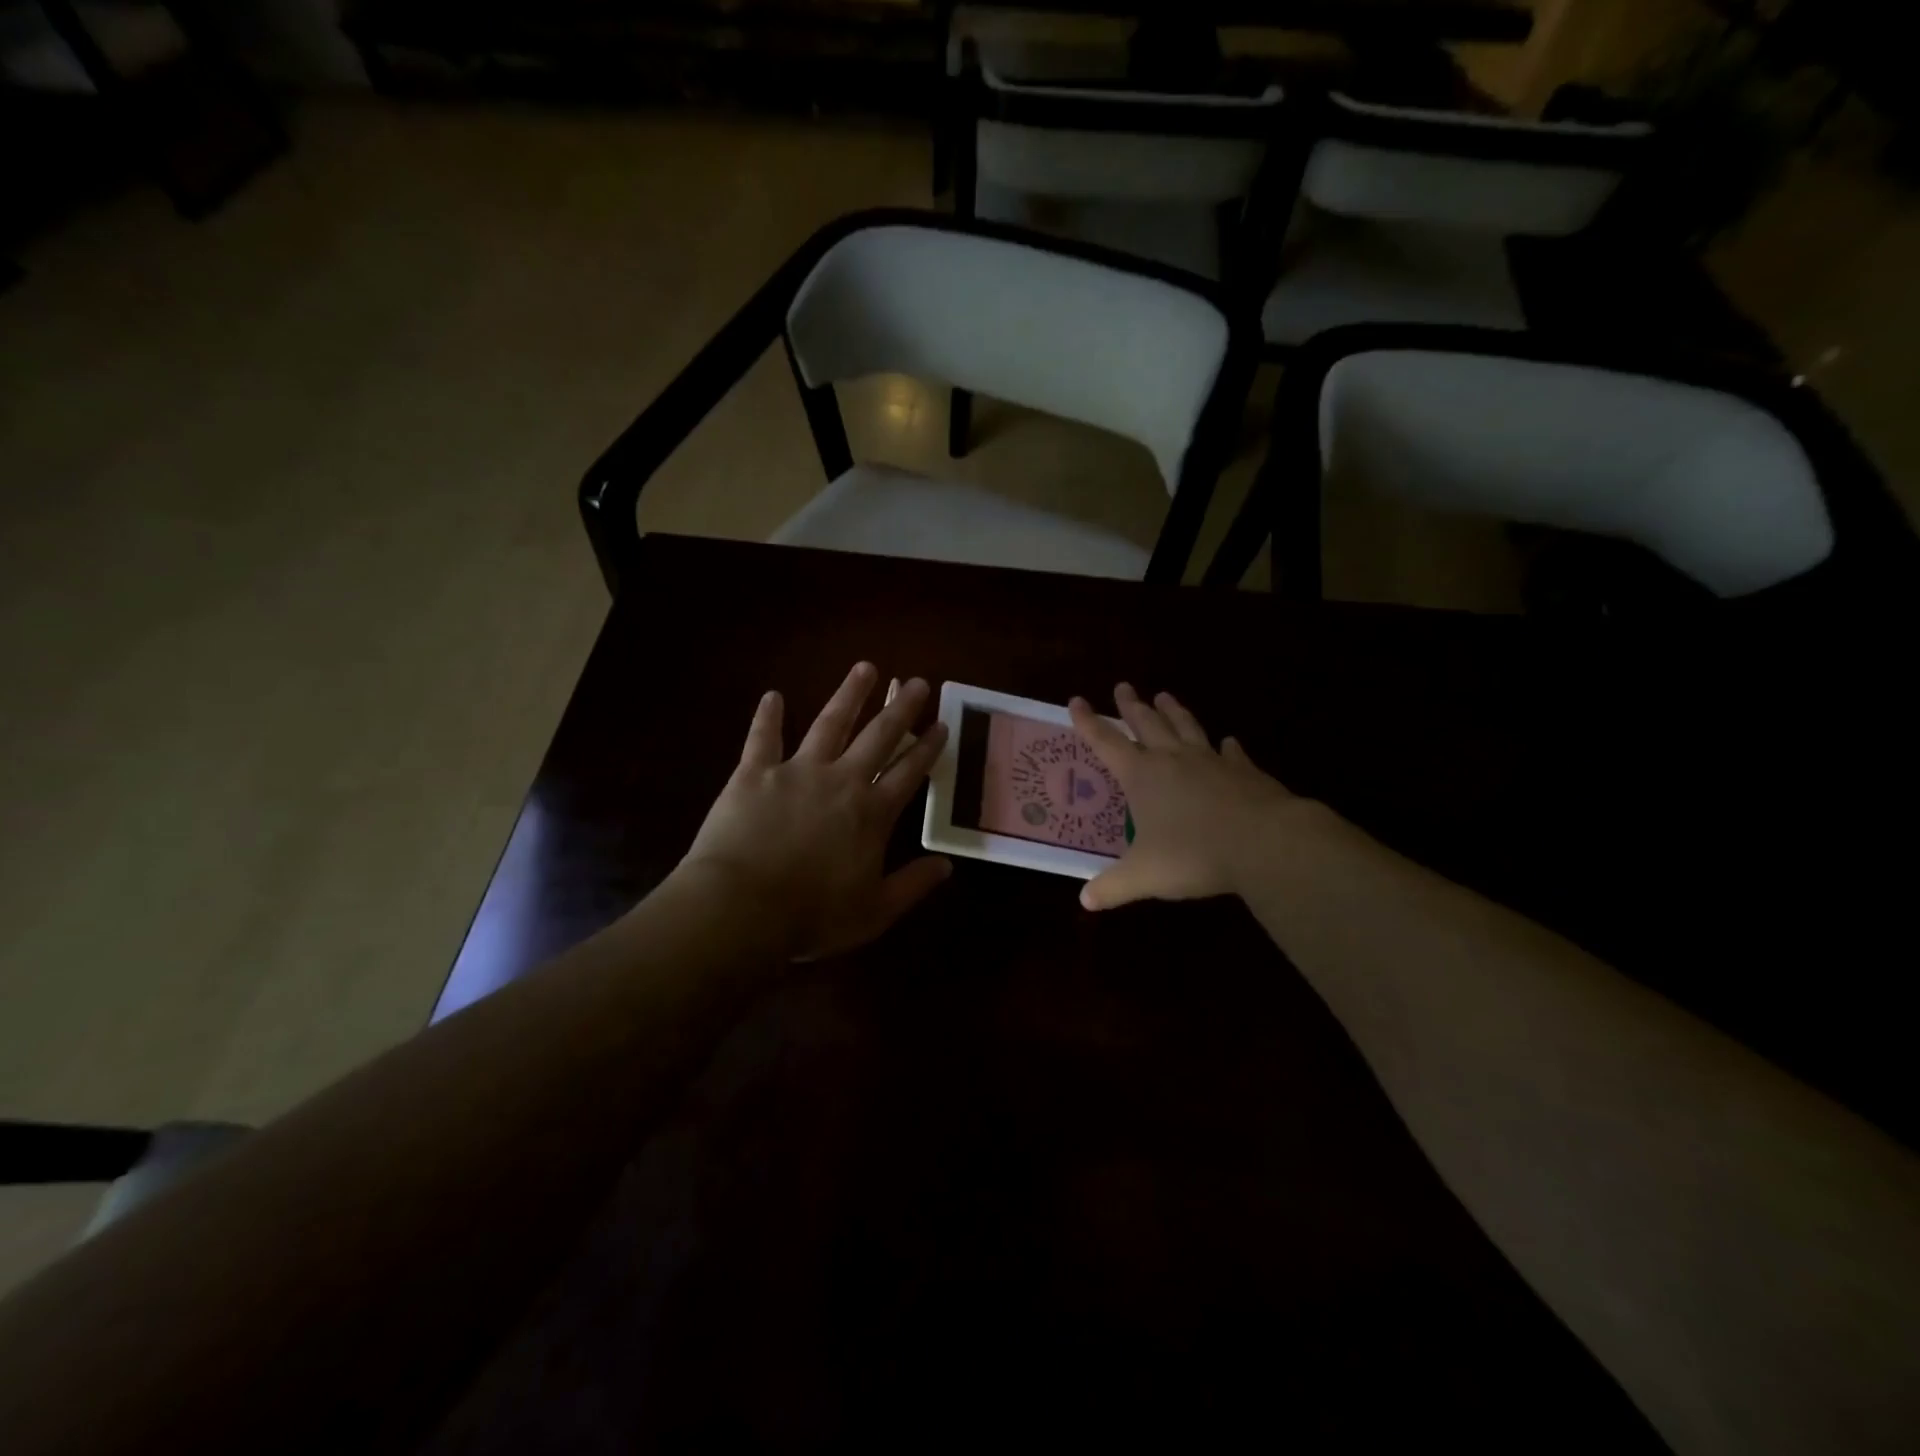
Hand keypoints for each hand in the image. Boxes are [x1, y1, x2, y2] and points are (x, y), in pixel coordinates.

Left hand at [674, 662, 951, 959]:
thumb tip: (948, 865)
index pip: (909, 772)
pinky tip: (773, 696)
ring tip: (865, 668)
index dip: (927, 747)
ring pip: (829, 723)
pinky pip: (762, 738)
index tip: (941, 724)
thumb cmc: (812, 916)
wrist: (741, 908)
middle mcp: (841, 780)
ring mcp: (797, 771)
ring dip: (849, 695)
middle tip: (917, 682)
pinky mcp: (754, 773)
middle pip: (878, 736)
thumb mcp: (875, 912)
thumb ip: (913, 885)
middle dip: (900, 709)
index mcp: (872, 813)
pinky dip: (768, 717)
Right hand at [1069, 684, 1308, 910]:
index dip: (1088, 722)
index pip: (1106, 742)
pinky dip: (1228, 747)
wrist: (1263, 842)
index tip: (1076, 700)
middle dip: (1132, 706)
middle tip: (1123, 686)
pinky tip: (1229, 742)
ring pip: (1187, 728)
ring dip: (1174, 712)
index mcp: (1142, 776)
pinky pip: (1232, 754)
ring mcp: (1212, 762)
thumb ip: (1113, 887)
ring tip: (1165, 695)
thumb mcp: (1144, 875)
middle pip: (1148, 724)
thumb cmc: (1193, 854)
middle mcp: (1173, 760)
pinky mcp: (1245, 773)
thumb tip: (1085, 901)